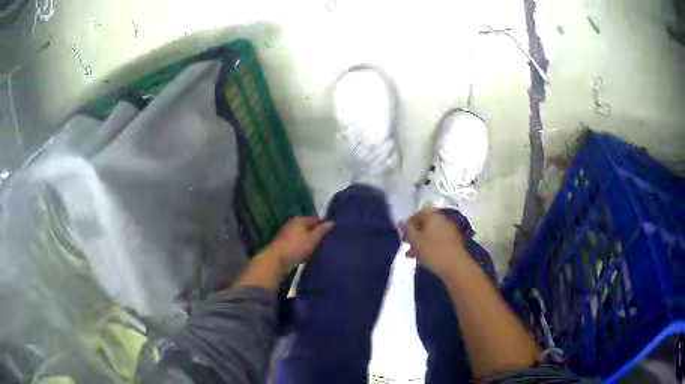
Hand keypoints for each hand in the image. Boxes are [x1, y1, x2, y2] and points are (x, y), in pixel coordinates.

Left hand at [263, 216, 333, 270]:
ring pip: (302, 234)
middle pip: (308, 226)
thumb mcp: (313, 238)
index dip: (325, 224)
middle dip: (317, 232)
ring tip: (319, 247)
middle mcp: (292, 223)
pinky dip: (302, 245)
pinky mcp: (283, 242)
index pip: (316, 219)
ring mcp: (286, 233)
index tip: (333, 231)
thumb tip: (331, 222)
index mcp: (300, 219)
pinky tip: (307, 252)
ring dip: (309, 239)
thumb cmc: (296, 247)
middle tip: (327, 240)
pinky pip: (297, 241)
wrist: (276, 259)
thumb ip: (322, 230)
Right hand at [404, 207, 467, 276]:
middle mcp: (443, 219)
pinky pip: (438, 239)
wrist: (456, 266)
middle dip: (415, 233)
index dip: (410, 221)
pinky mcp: (454, 241)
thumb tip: (401, 222)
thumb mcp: (416, 241)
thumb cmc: (433, 251)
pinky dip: (430, 246)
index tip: (403, 233)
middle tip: (407, 244)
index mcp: (433, 215)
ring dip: (421, 241)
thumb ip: (408, 230)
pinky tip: (424, 257)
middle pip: (426, 222)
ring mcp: (450, 230)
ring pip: (431, 232)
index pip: (419, 211)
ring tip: (413, 255)